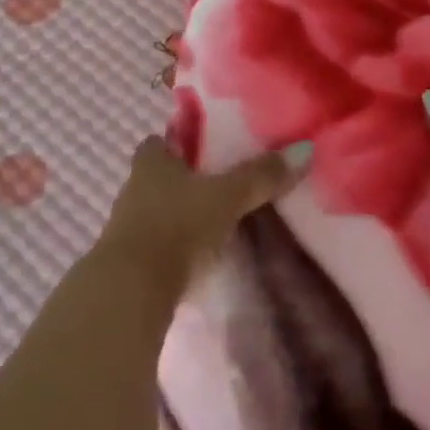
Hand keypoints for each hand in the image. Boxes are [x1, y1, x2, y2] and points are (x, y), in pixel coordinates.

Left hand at [97, 135, 311, 298]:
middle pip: (157, 176)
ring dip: (177, 217)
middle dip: (182, 182)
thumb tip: (303, 149)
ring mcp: (126, 226)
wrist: (133, 289)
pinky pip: (154, 245)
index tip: (203, 151)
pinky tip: (194, 259)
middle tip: (216, 189)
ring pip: (155, 211)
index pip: (159, 141)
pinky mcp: (127, 262)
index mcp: (151, 161)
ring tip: (211, 226)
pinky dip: (172, 248)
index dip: (178, 144)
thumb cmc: (178, 224)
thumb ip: (260, 176)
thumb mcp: (226, 196)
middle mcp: (133, 187)